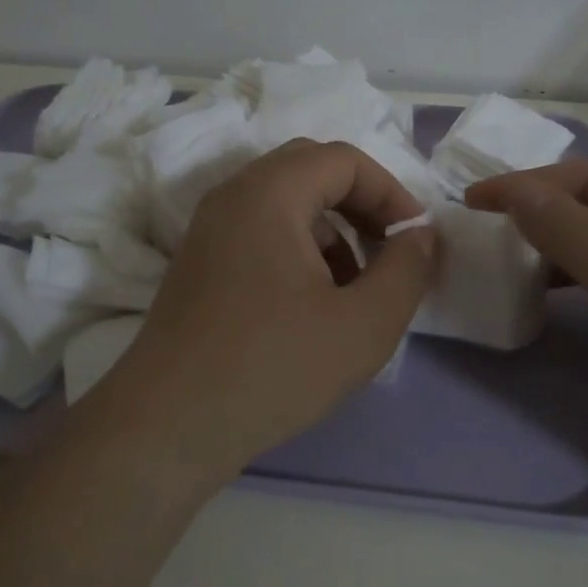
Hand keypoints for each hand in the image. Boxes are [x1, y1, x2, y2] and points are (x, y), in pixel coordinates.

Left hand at [97, 139, 437, 490]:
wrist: (167, 426)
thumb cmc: (272, 367)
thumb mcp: (363, 324)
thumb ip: (407, 270)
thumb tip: (420, 236)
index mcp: (269, 193)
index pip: (344, 160)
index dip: (391, 192)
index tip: (415, 240)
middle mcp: (233, 196)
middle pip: (312, 171)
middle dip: (361, 206)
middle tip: (389, 251)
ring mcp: (210, 229)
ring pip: (286, 204)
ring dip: (332, 231)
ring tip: (354, 290)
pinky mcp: (200, 263)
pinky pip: (261, 232)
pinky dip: (299, 251)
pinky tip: (312, 308)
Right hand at [467, 162, 587, 527]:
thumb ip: (579, 235)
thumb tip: (514, 191)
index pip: (587, 180)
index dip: (527, 184)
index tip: (472, 203)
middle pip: (586, 209)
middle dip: (531, 211)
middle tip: (477, 234)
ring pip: (586, 249)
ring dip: (541, 247)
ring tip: (496, 263)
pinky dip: (556, 285)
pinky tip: (535, 303)